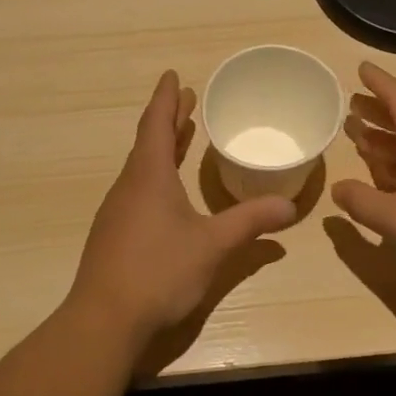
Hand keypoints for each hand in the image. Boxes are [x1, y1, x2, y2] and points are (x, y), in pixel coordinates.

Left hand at [69, 71, 296, 351]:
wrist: (105, 319)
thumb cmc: (159, 270)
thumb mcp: (212, 245)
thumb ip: (250, 222)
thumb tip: (290, 206)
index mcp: (149, 176)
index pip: (156, 124)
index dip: (166, 99)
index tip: (173, 76)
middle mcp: (129, 186)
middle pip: (149, 143)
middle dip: (169, 121)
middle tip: (188, 102)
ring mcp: (117, 212)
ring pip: (142, 168)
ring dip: (162, 149)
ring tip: (182, 139)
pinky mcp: (113, 235)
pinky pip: (138, 191)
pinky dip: (156, 176)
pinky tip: (168, 195)